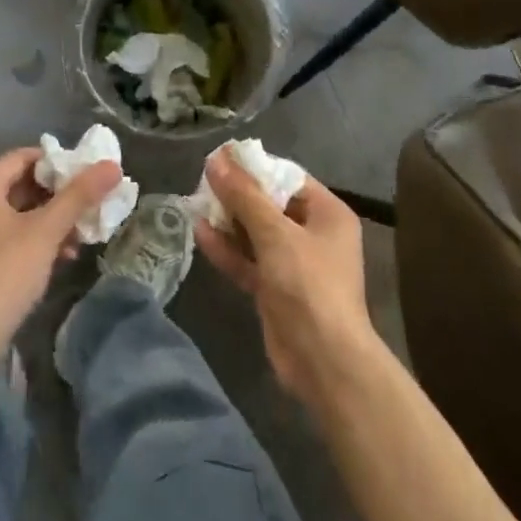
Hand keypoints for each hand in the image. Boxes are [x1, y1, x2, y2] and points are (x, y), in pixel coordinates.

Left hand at [0, 147, 122, 339]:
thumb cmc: (5, 272)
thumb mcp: (46, 231)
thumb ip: (79, 195)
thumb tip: (112, 166)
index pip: (26, 157)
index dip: (60, 163)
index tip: (89, 177)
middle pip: (23, 184)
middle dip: (60, 197)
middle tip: (90, 208)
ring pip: (20, 211)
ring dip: (52, 221)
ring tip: (81, 237)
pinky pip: (11, 233)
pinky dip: (36, 239)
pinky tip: (62, 257)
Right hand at [194, 153, 380, 408]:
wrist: (324, 362)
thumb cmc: (308, 285)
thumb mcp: (275, 234)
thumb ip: (243, 196)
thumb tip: (216, 159)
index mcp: (327, 213)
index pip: (287, 177)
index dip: (254, 167)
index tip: (219, 159)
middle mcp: (313, 234)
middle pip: (269, 204)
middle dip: (236, 195)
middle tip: (202, 182)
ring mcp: (294, 264)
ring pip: (255, 233)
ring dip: (227, 221)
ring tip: (194, 203)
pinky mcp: (275, 289)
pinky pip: (249, 260)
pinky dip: (227, 249)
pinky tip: (199, 234)